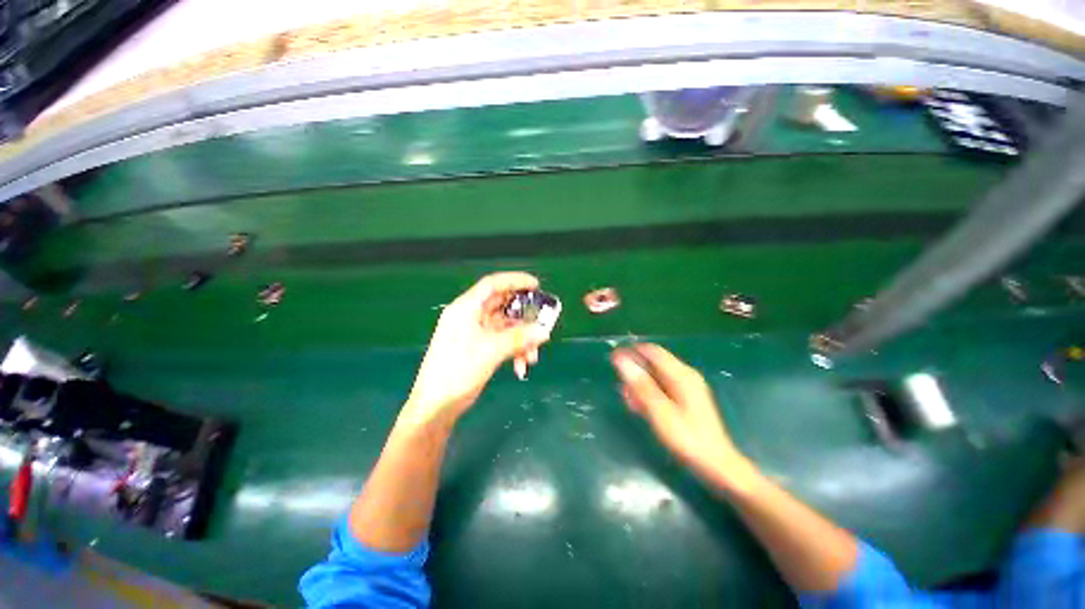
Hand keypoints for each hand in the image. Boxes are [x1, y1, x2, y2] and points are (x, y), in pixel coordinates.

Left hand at [403, 272, 552, 425]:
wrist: (437, 405)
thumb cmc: (457, 371)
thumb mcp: (490, 351)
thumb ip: (519, 338)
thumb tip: (544, 331)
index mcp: (466, 308)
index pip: (493, 285)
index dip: (515, 281)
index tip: (536, 285)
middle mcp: (471, 316)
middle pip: (503, 306)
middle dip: (524, 317)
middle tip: (543, 322)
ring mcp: (476, 333)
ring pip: (507, 327)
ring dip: (522, 339)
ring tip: (532, 357)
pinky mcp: (481, 348)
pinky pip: (504, 341)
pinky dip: (515, 350)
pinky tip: (521, 366)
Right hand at [611, 343, 746, 482]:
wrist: (715, 465)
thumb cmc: (687, 438)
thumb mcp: (659, 412)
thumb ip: (640, 385)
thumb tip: (621, 360)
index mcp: (681, 375)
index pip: (652, 351)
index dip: (631, 352)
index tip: (613, 358)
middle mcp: (684, 376)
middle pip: (654, 363)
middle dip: (634, 370)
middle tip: (619, 385)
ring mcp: (686, 388)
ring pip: (656, 377)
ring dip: (639, 384)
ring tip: (627, 399)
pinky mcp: (685, 399)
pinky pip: (661, 388)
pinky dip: (648, 393)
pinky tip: (638, 406)